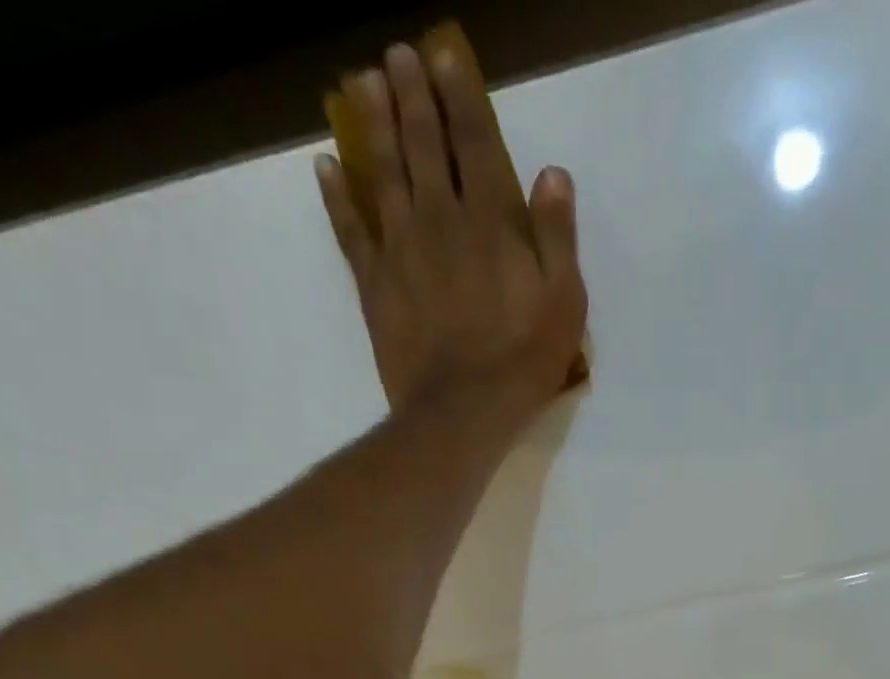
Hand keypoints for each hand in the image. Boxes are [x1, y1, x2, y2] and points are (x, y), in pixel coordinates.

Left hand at [316, 44, 588, 423]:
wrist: (462, 409)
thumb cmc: (523, 361)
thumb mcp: (564, 303)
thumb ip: (557, 237)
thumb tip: (552, 174)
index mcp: (491, 222)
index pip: (474, 143)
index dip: (460, 96)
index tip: (444, 57)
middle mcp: (440, 219)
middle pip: (423, 145)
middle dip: (411, 96)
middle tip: (397, 58)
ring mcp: (401, 248)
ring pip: (383, 172)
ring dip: (373, 126)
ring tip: (362, 85)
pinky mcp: (375, 282)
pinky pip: (350, 229)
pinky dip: (336, 196)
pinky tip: (326, 166)